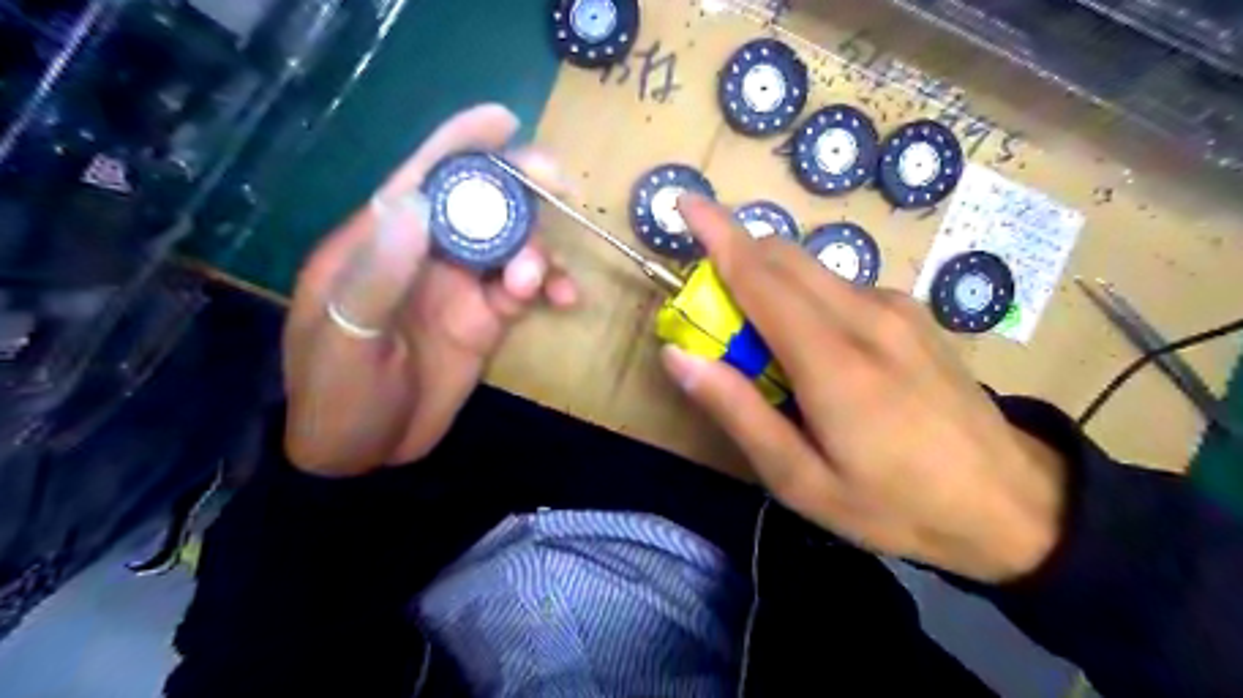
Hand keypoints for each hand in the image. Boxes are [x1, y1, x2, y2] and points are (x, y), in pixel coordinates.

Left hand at [283, 103, 577, 479]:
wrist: (363, 454)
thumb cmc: (337, 396)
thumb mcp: (345, 339)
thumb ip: (378, 274)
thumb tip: (414, 201)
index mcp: (380, 244)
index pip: (421, 179)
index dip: (460, 145)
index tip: (504, 122)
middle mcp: (426, 255)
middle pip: (480, 205)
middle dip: (520, 191)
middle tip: (560, 188)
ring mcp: (461, 288)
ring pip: (512, 245)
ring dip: (537, 251)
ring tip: (538, 283)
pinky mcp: (486, 320)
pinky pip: (526, 289)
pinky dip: (549, 286)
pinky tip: (563, 300)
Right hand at [661, 193, 1067, 581]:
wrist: (1010, 503)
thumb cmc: (895, 505)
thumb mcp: (800, 480)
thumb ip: (737, 412)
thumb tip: (679, 355)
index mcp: (834, 361)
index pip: (760, 276)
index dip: (717, 234)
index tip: (684, 202)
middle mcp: (866, 315)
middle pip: (784, 257)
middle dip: (735, 258)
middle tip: (711, 310)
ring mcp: (896, 308)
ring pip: (811, 269)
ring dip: (769, 282)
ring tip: (763, 346)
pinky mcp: (911, 313)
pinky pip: (839, 287)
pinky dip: (804, 298)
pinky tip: (815, 350)